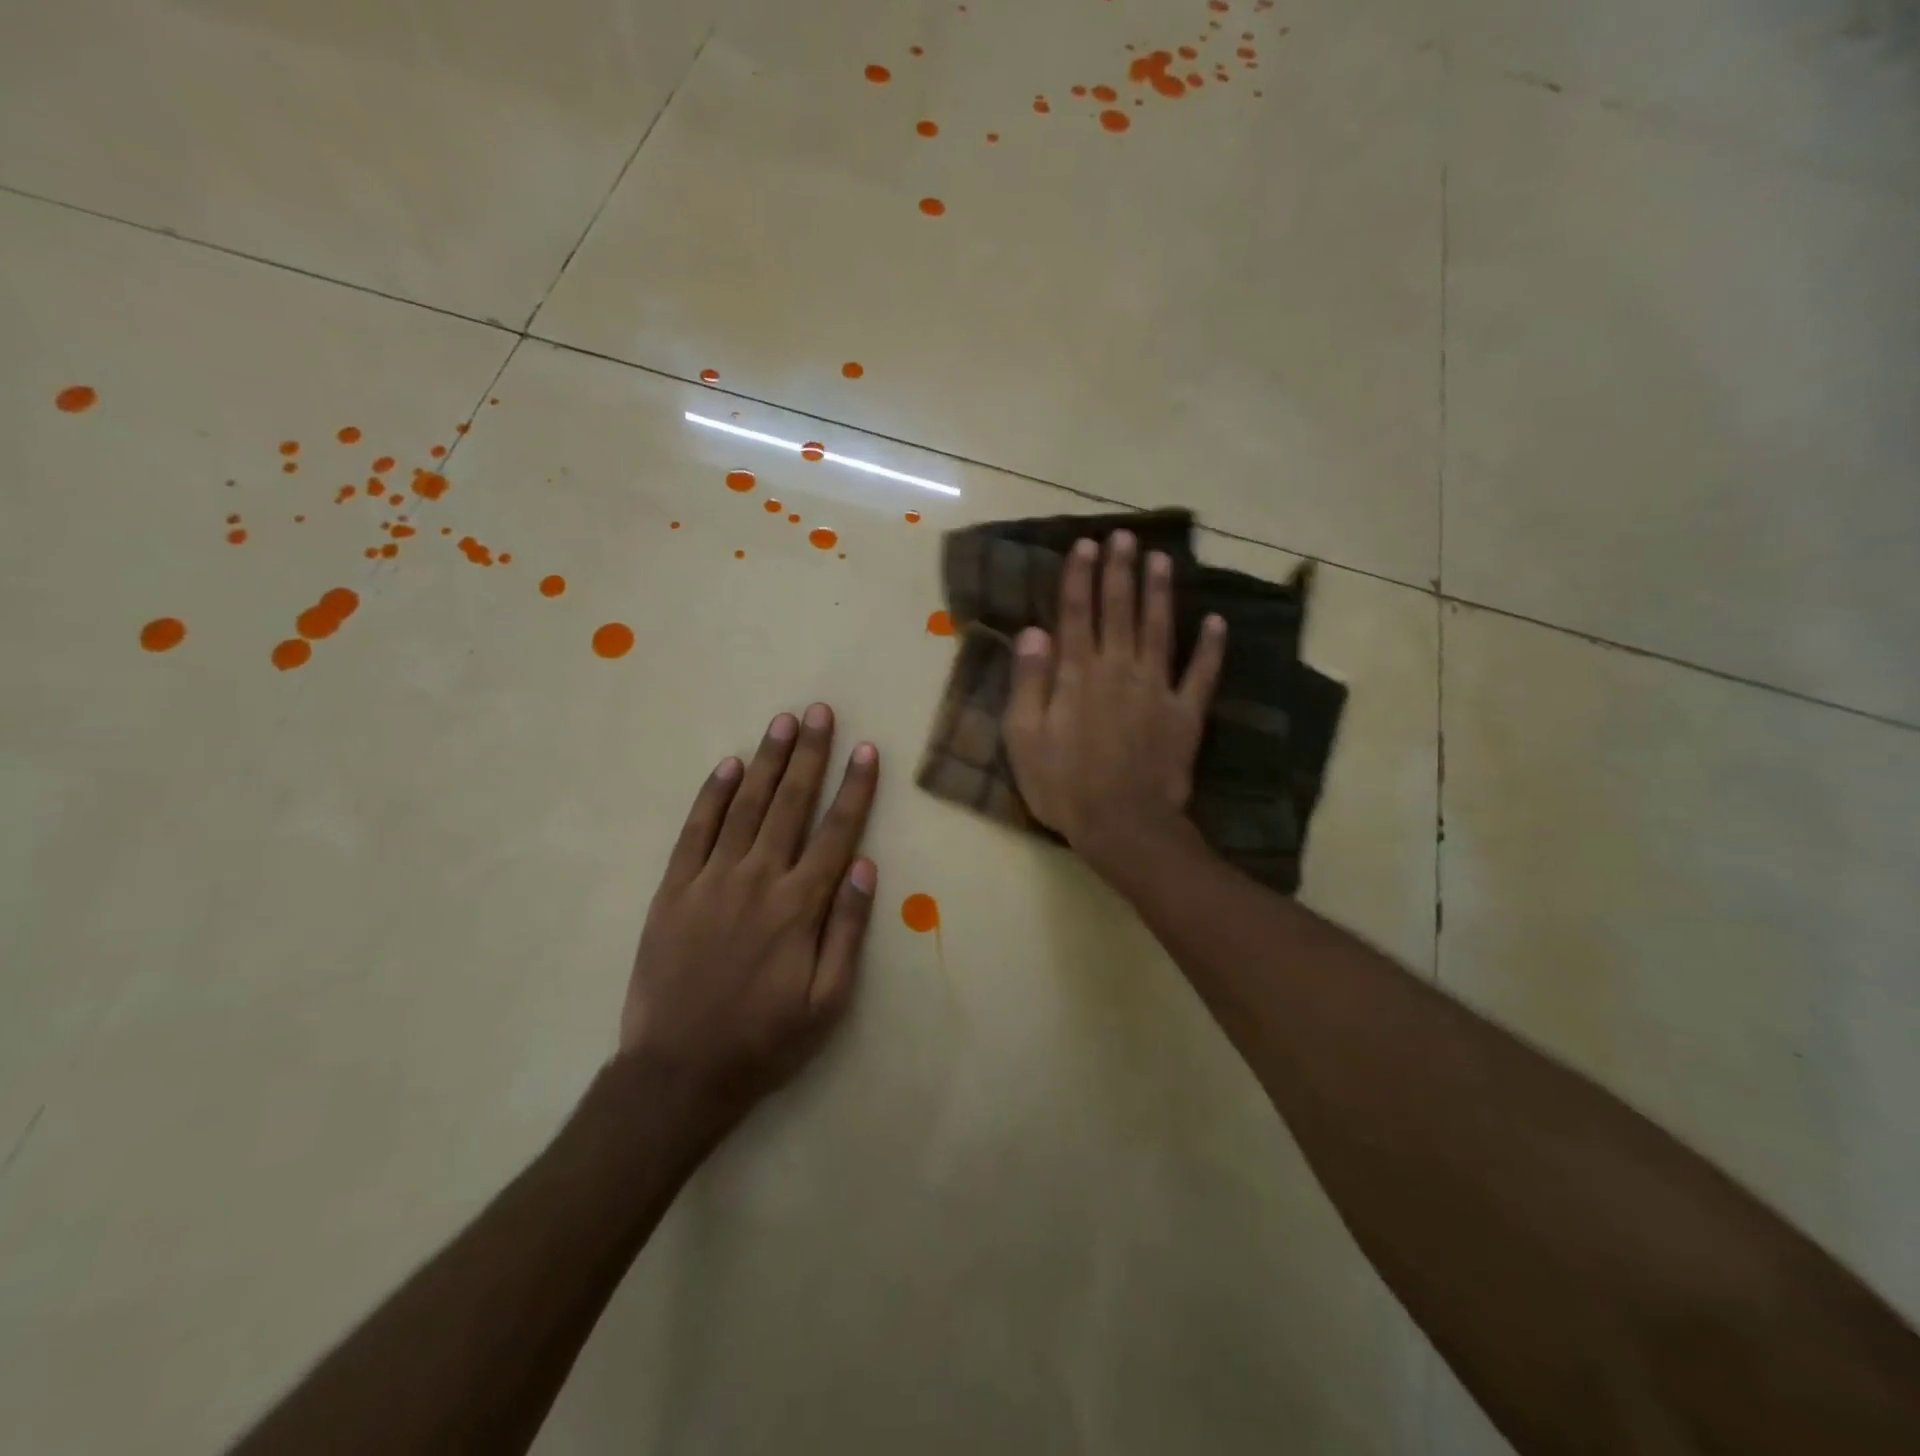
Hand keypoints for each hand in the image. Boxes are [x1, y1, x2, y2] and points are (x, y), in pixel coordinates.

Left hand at [620, 704, 878, 1125]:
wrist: (678, 1073)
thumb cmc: (764, 1041)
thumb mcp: (828, 1002)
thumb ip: (848, 930)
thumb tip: (865, 865)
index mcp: (799, 907)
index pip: (836, 832)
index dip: (855, 788)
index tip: (867, 750)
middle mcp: (757, 880)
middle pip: (790, 804)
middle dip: (810, 754)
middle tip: (819, 712)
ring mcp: (710, 881)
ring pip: (745, 807)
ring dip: (766, 761)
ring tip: (782, 723)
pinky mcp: (673, 890)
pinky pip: (695, 831)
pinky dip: (712, 795)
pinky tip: (727, 766)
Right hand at [1004, 531, 1225, 886]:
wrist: (1122, 825)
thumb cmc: (1063, 785)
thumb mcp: (1025, 738)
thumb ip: (1029, 682)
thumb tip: (1033, 631)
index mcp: (1078, 675)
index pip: (1077, 614)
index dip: (1080, 577)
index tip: (1086, 545)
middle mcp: (1119, 670)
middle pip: (1119, 611)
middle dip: (1119, 571)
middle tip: (1124, 535)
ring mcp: (1157, 689)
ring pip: (1159, 629)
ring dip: (1159, 593)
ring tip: (1161, 559)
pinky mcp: (1185, 713)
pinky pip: (1201, 673)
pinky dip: (1211, 647)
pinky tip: (1217, 621)